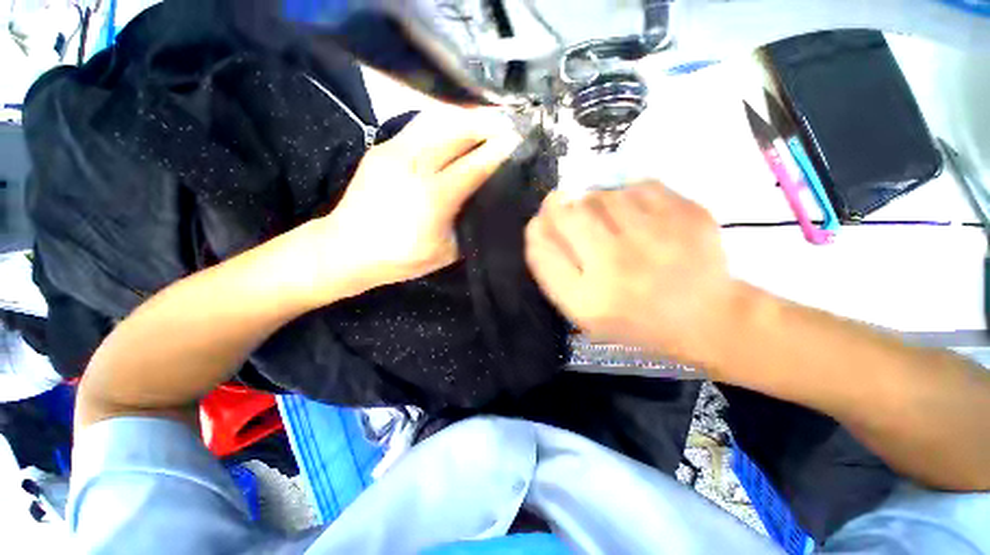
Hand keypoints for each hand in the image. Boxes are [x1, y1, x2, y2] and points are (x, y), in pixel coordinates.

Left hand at [311, 108, 521, 293]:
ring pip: (436, 119)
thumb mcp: (445, 251)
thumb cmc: (400, 257)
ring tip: (485, 117)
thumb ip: (468, 224)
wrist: (347, 248)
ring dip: (465, 115)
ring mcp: (395, 151)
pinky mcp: (382, 147)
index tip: (518, 140)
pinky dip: (443, 120)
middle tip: (508, 122)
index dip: (498, 151)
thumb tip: (484, 203)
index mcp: (434, 197)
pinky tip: (455, 124)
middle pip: (457, 131)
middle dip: (486, 123)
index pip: (474, 165)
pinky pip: (419, 124)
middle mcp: (415, 166)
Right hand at [524, 182, 742, 367]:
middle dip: (560, 208)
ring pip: (601, 194)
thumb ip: (553, 270)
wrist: (706, 317)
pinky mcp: (687, 215)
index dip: (537, 229)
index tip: (542, 224)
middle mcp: (616, 266)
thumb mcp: (583, 310)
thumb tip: (538, 224)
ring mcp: (654, 238)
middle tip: (572, 215)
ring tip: (609, 221)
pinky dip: (629, 195)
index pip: (541, 248)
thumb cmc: (633, 318)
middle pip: (567, 213)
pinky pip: (638, 185)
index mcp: (587, 299)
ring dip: (594, 202)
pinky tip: (637, 216)